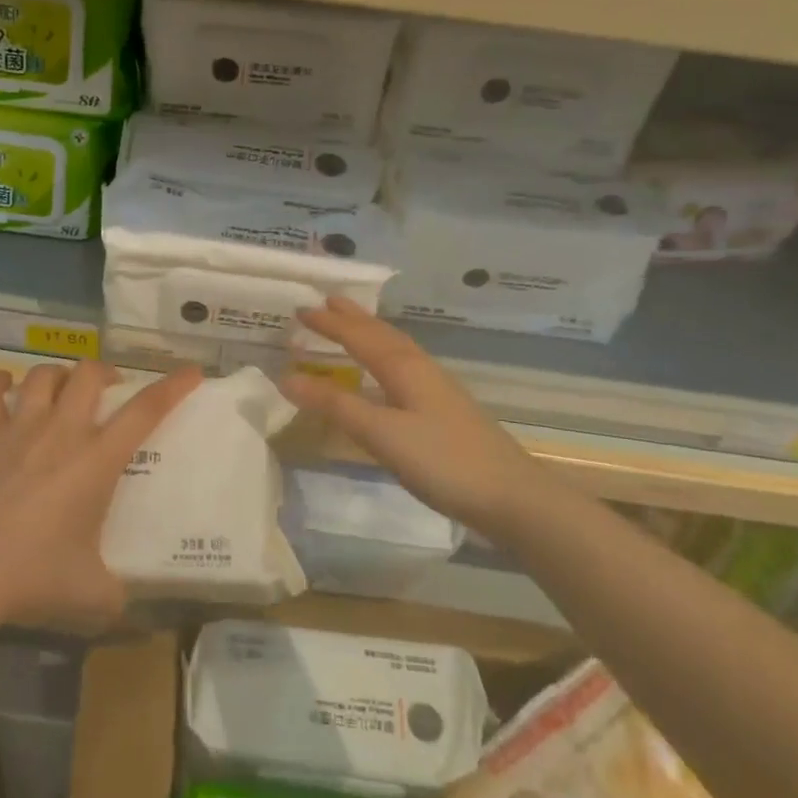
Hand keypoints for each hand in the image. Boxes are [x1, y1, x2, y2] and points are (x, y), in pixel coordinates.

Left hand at [0, 360, 201, 629]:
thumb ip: (115, 592)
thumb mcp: (91, 594)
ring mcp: (18, 429)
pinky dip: (0, 382)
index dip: (173, 387)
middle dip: (105, 373)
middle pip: (89, 374)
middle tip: (108, 391)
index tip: (192, 372)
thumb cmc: (32, 579)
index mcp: (96, 461)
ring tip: (61, 390)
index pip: (145, 410)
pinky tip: (5, 388)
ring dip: (58, 375)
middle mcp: (61, 432)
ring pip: (44, 374)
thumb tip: (122, 601)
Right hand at [281, 297, 537, 536]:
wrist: (511, 496)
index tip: (300, 310)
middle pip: (382, 334)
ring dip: (370, 333)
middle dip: (352, 318)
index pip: (358, 336)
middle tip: (326, 301)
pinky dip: (385, 356)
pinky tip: (387, 374)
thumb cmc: (442, 461)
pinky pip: (405, 366)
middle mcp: (421, 369)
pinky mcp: (446, 409)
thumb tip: (287, 377)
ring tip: (352, 326)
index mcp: (404, 368)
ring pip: (396, 348)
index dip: (329, 324)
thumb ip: (335, 406)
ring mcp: (437, 388)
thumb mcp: (381, 434)